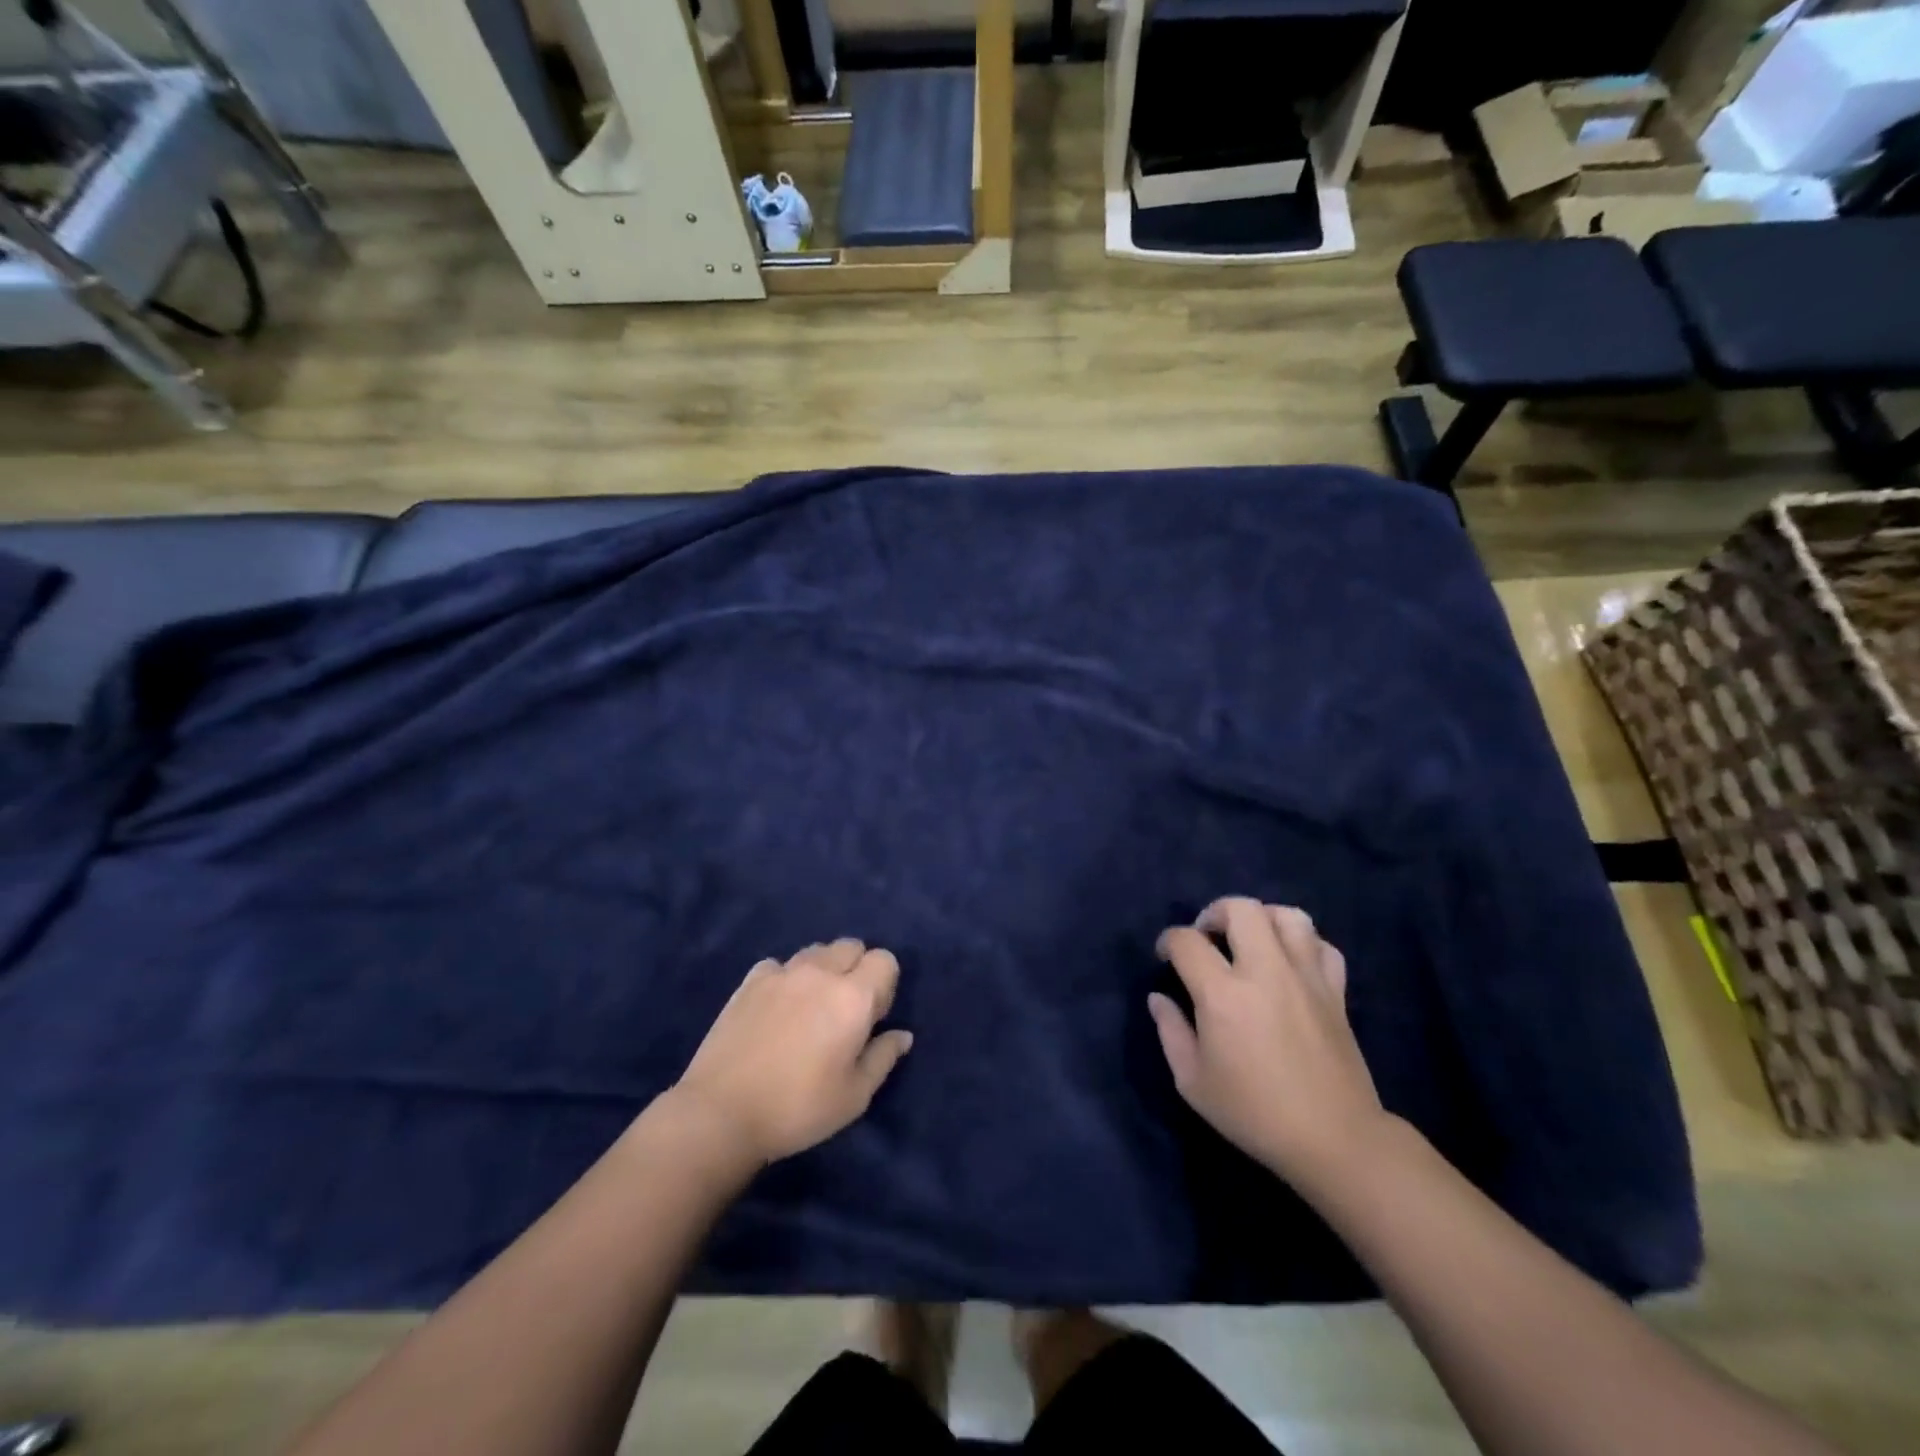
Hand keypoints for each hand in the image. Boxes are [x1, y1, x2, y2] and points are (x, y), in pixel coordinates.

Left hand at [672, 938, 913, 1164]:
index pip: (885, 960)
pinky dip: (786, 978)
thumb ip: (883, 1058)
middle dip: (856, 969)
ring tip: (810, 1007)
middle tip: (844, 1011)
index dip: (885, 985)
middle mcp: (820, 973)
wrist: (721, 1113)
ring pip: (816, 952)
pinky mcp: (750, 981)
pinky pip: (779, 965)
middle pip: (851, 946)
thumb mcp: (854, 1096)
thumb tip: (902, 1035)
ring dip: (823, 970)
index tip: (872, 1019)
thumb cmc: (798, 1109)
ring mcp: (782, 973)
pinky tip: (776, 1008)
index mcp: (853, 997)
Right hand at [1149, 898, 1388, 1192]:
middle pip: (1241, 908)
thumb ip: (1171, 1032)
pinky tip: (1289, 963)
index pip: (1187, 941)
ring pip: (1288, 916)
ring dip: (1262, 919)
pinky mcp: (1335, 992)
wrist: (1334, 1140)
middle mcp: (1265, 972)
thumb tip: (1159, 998)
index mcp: (1223, 994)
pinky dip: (1304, 944)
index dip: (1168, 941)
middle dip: (1214, 913)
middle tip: (1207, 938)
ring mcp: (1306, 978)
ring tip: (1250, 941)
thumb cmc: (1254, 1113)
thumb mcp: (1193, 1082)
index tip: (1166, 957)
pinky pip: (1322, 946)